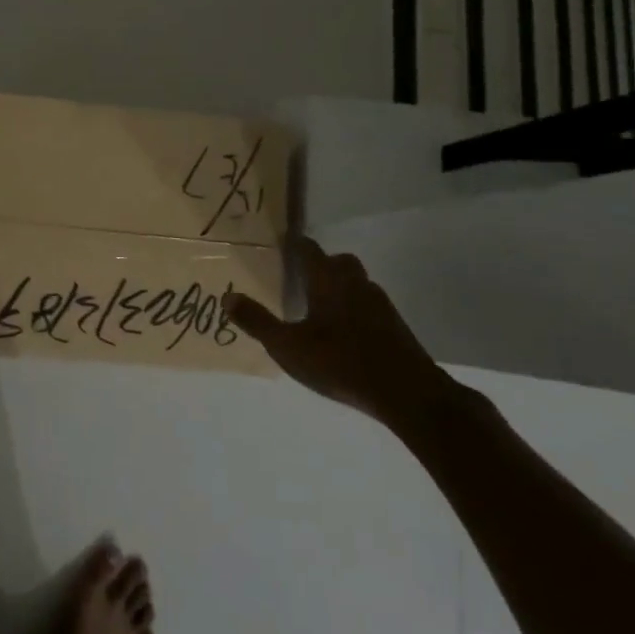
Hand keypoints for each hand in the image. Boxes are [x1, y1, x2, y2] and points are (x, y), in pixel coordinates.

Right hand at [224, 237, 456, 432]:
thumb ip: (257, 321)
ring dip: (339, 286)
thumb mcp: (288, 346)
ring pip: (357, 283)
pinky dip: (354, 309)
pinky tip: (343, 331)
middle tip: (301, 275)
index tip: (282, 241)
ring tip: (319, 305)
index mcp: (328, 281)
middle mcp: (356, 284)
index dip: (295, 244)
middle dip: (321, 263)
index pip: (309, 250)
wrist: (406, 392)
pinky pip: (368, 305)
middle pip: (339, 261)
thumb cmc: (340, 362)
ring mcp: (380, 304)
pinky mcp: (394, 326)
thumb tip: (228, 297)